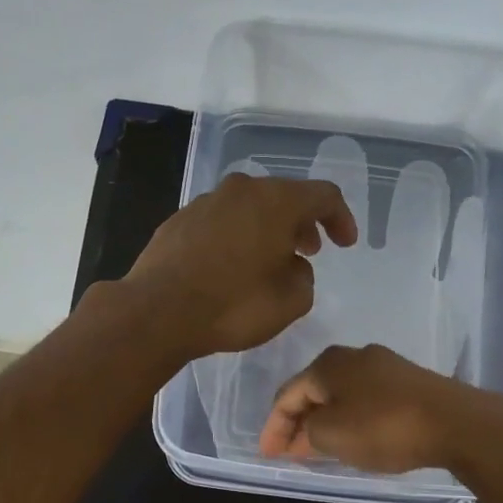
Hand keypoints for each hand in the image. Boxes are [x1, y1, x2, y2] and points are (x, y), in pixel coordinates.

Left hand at [122, 172, 357, 358]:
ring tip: (270, 259)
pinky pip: (220, 221)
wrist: (157, 311)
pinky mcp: (179, 220)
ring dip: (267, 229)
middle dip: (302, 222)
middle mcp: (241, 190)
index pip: (323, 195)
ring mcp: (205, 202)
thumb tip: (293, 267)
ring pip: (249, 207)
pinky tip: (231, 266)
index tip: (345, 244)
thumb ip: (304, 278)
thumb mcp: (289, 302)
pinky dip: (236, 236)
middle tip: (309, 250)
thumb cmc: (232, 306)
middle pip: (283, 196)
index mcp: (276, 201)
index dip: (340, 218)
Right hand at [258, 343, 502, 473]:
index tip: (268, 455)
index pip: (287, 395)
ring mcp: (385, 367)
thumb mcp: (330, 435)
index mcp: (328, 363)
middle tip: (289, 452)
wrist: (455, 423)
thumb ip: (307, 432)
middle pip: (314, 391)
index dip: (273, 427)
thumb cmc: (383, 426)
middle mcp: (354, 356)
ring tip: (318, 449)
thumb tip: (305, 431)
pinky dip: (351, 420)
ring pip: (342, 396)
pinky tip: (354, 438)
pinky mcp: (410, 383)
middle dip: (298, 422)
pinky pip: (366, 400)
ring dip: (325, 422)